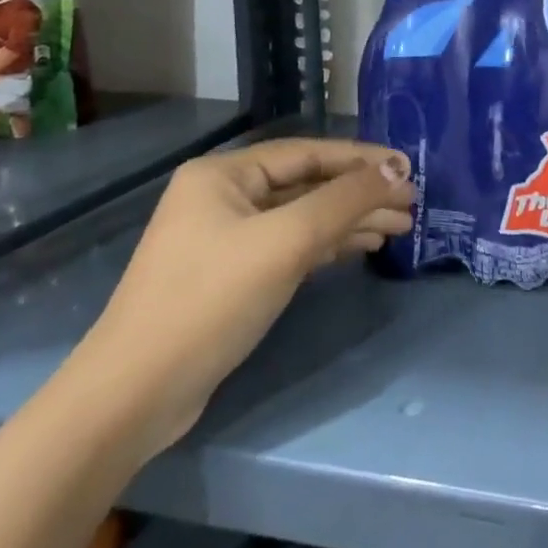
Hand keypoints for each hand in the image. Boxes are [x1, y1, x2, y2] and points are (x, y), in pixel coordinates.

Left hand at [69, 138, 414, 456]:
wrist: (135, 395)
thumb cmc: (210, 301)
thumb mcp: (286, 241)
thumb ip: (344, 200)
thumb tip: (397, 170)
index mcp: (223, 174)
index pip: (308, 152)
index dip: (362, 159)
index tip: (409, 168)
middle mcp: (223, 196)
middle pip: (308, 183)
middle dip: (360, 193)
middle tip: (411, 204)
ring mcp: (226, 237)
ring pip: (303, 216)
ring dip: (350, 219)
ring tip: (400, 227)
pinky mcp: (232, 274)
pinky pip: (291, 244)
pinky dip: (328, 244)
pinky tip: (362, 246)